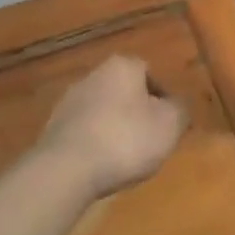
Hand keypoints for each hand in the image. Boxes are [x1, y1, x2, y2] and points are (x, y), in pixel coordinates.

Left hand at [38, 55, 186, 199]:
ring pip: (103, 110)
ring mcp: (70, 99)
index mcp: (124, 65)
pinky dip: (94, 143)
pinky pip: (84, 130)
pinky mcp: (53, 126)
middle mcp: (95, 73)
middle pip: (125, 91)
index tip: (167, 124)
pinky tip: (99, 165)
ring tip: (123, 157)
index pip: (151, 74)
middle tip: (148, 140)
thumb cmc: (125, 139)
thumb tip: (178, 105)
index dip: (163, 99)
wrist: (66, 169)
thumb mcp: (169, 126)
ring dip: (114, 127)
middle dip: (137, 112)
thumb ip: (180, 110)